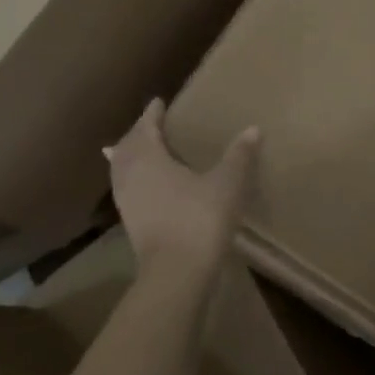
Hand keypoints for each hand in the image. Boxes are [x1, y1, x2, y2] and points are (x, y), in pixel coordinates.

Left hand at [105, 99, 258, 275]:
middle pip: (128, 146)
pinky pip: (127, 187)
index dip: (152, 113)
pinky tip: (147, 184)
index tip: (159, 102)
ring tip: (145, 149)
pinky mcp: (130, 222)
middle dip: (139, 132)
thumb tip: (253, 129)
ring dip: (132, 155)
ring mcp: (126, 201)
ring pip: (122, 168)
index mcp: (148, 157)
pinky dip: (134, 177)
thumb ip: (239, 155)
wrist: (176, 273)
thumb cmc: (199, 219)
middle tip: (154, 123)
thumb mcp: (227, 183)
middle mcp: (130, 174)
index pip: (145, 126)